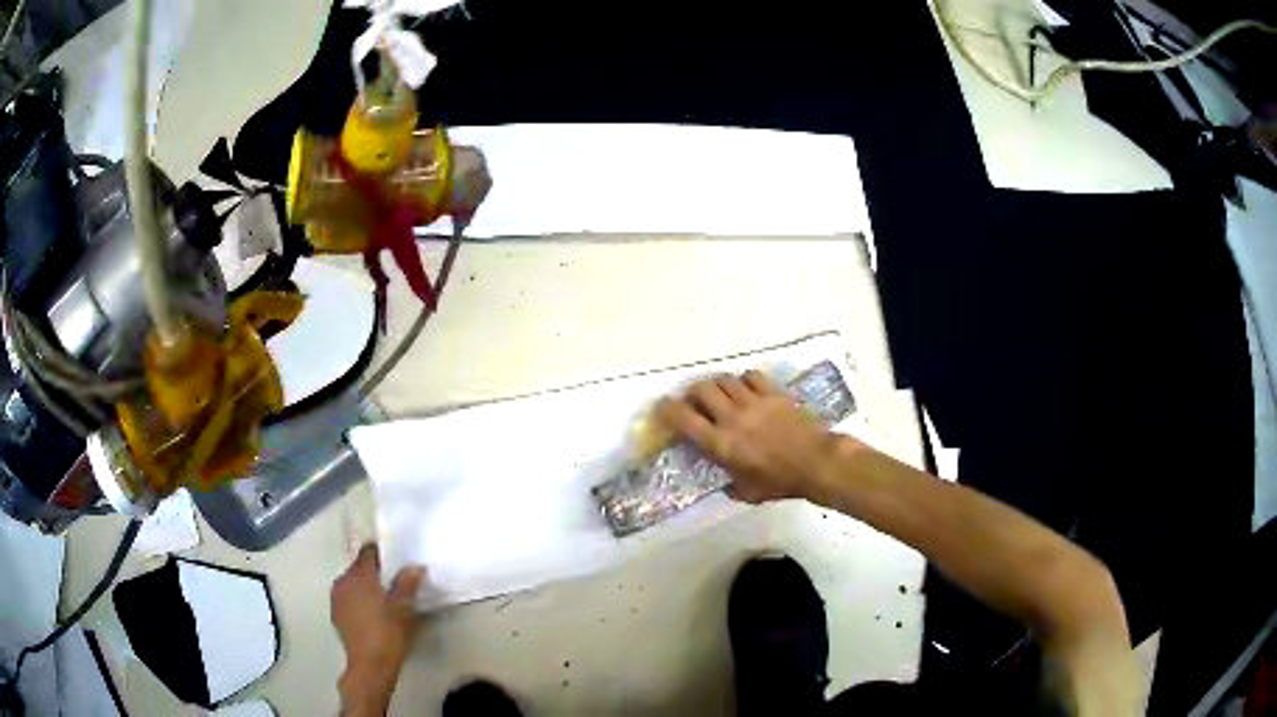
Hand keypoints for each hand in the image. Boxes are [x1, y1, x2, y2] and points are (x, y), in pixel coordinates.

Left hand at [331, 544, 424, 714]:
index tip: (395, 557)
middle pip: (359, 567)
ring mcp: (337, 598)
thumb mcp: (403, 608)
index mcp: (359, 576)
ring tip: (383, 598)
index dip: (381, 552)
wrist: (369, 665)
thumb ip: (407, 583)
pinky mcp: (336, 614)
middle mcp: (343, 581)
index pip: (368, 552)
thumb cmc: (387, 633)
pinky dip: (358, 599)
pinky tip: (371, 613)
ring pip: (352, 583)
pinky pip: (348, 598)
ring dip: (365, 586)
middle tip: (393, 580)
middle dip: (374, 571)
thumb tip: (415, 566)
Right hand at [657, 371, 848, 503]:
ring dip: (717, 385)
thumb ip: (730, 484)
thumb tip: (725, 480)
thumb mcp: (747, 492)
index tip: (661, 408)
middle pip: (701, 389)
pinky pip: (751, 376)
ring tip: (721, 394)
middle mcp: (731, 417)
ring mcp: (753, 401)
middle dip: (692, 393)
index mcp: (720, 443)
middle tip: (695, 402)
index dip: (666, 410)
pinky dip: (743, 380)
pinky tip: (746, 389)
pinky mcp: (773, 393)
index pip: (683, 419)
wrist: (816, 463)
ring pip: (724, 379)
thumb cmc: (780, 482)